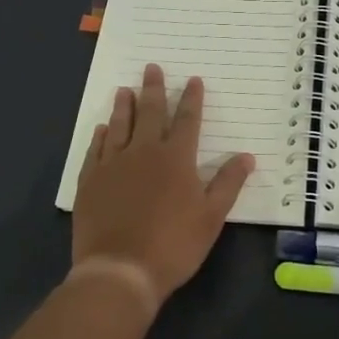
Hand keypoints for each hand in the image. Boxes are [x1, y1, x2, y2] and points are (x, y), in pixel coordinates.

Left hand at [72, 64, 254, 306]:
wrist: (119, 270)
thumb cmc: (173, 244)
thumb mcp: (211, 217)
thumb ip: (228, 183)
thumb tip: (247, 156)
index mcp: (176, 158)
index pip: (187, 120)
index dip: (191, 99)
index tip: (193, 80)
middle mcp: (144, 152)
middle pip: (150, 113)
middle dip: (153, 89)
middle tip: (151, 67)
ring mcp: (114, 165)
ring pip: (120, 126)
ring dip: (124, 106)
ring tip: (124, 89)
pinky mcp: (91, 182)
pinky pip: (96, 150)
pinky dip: (101, 136)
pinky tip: (102, 129)